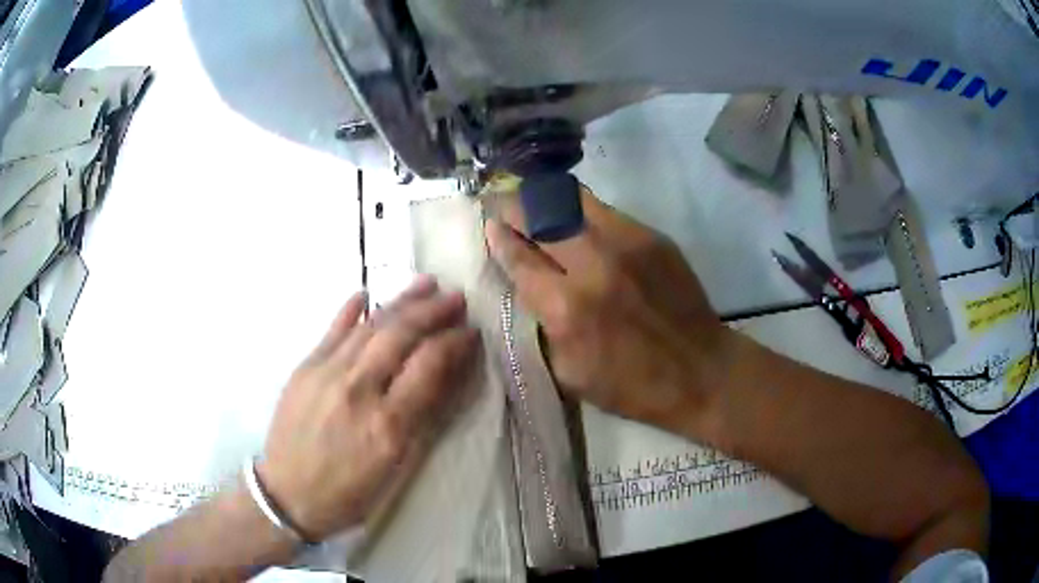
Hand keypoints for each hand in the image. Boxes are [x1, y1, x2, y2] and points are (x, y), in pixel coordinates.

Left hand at [258, 277, 477, 540]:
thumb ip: (422, 419)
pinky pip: (331, 331)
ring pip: (369, 326)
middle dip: (433, 312)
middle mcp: (358, 389)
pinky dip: (350, 310)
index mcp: (387, 423)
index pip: (428, 366)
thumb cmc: (349, 491)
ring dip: (400, 301)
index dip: (454, 343)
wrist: (289, 495)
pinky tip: (365, 294)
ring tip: (425, 284)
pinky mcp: (304, 368)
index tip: (471, 332)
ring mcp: (326, 373)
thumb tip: (446, 376)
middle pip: (400, 336)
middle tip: (456, 298)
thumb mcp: (396, 467)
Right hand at [485, 186, 726, 432]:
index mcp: (566, 308)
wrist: (701, 371)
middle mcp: (592, 265)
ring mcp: (626, 244)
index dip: (499, 238)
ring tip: (536, 203)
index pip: (519, 258)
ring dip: (547, 200)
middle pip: (540, 218)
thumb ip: (541, 327)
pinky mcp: (652, 237)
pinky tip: (577, 220)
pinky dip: (581, 211)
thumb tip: (525, 288)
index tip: (489, 226)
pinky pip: (605, 211)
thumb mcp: (569, 373)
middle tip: (504, 206)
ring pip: (572, 201)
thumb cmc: (631, 385)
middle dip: (515, 208)